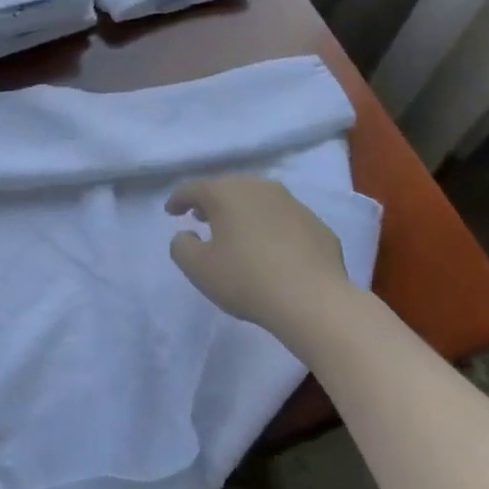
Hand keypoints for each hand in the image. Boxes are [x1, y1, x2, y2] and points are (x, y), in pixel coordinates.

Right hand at [166, 177, 346, 338]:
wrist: (314, 300)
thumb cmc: (247, 279)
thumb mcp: (199, 269)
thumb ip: (182, 247)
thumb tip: (187, 235)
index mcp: (226, 193)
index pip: (193, 189)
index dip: (178, 200)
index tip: (171, 212)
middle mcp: (258, 187)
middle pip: (227, 188)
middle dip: (212, 202)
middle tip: (202, 218)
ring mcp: (292, 203)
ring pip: (259, 200)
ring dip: (244, 212)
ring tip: (237, 232)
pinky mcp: (317, 224)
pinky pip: (284, 220)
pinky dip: (272, 228)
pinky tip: (273, 250)